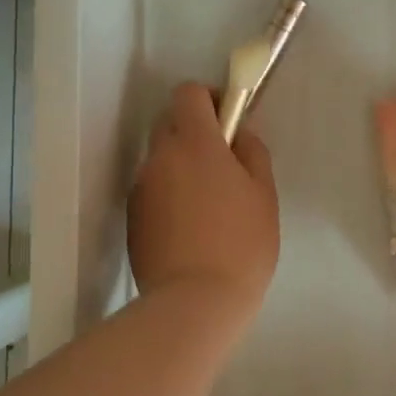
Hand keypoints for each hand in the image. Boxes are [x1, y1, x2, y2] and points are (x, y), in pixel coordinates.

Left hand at [128, 82, 279, 316]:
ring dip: (181, 166)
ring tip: (208, 206)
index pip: (188, 93)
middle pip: (170, 123)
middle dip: (194, 132)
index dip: (208, 98)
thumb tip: (239, 135)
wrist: (195, 302)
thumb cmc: (241, 244)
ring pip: (161, 160)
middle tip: (223, 165)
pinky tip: (190, 229)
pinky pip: (153, 190)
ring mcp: (141, 188)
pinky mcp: (132, 218)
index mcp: (195, 143)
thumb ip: (252, 153)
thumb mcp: (263, 195)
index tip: (228, 120)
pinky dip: (169, 195)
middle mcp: (160, 157)